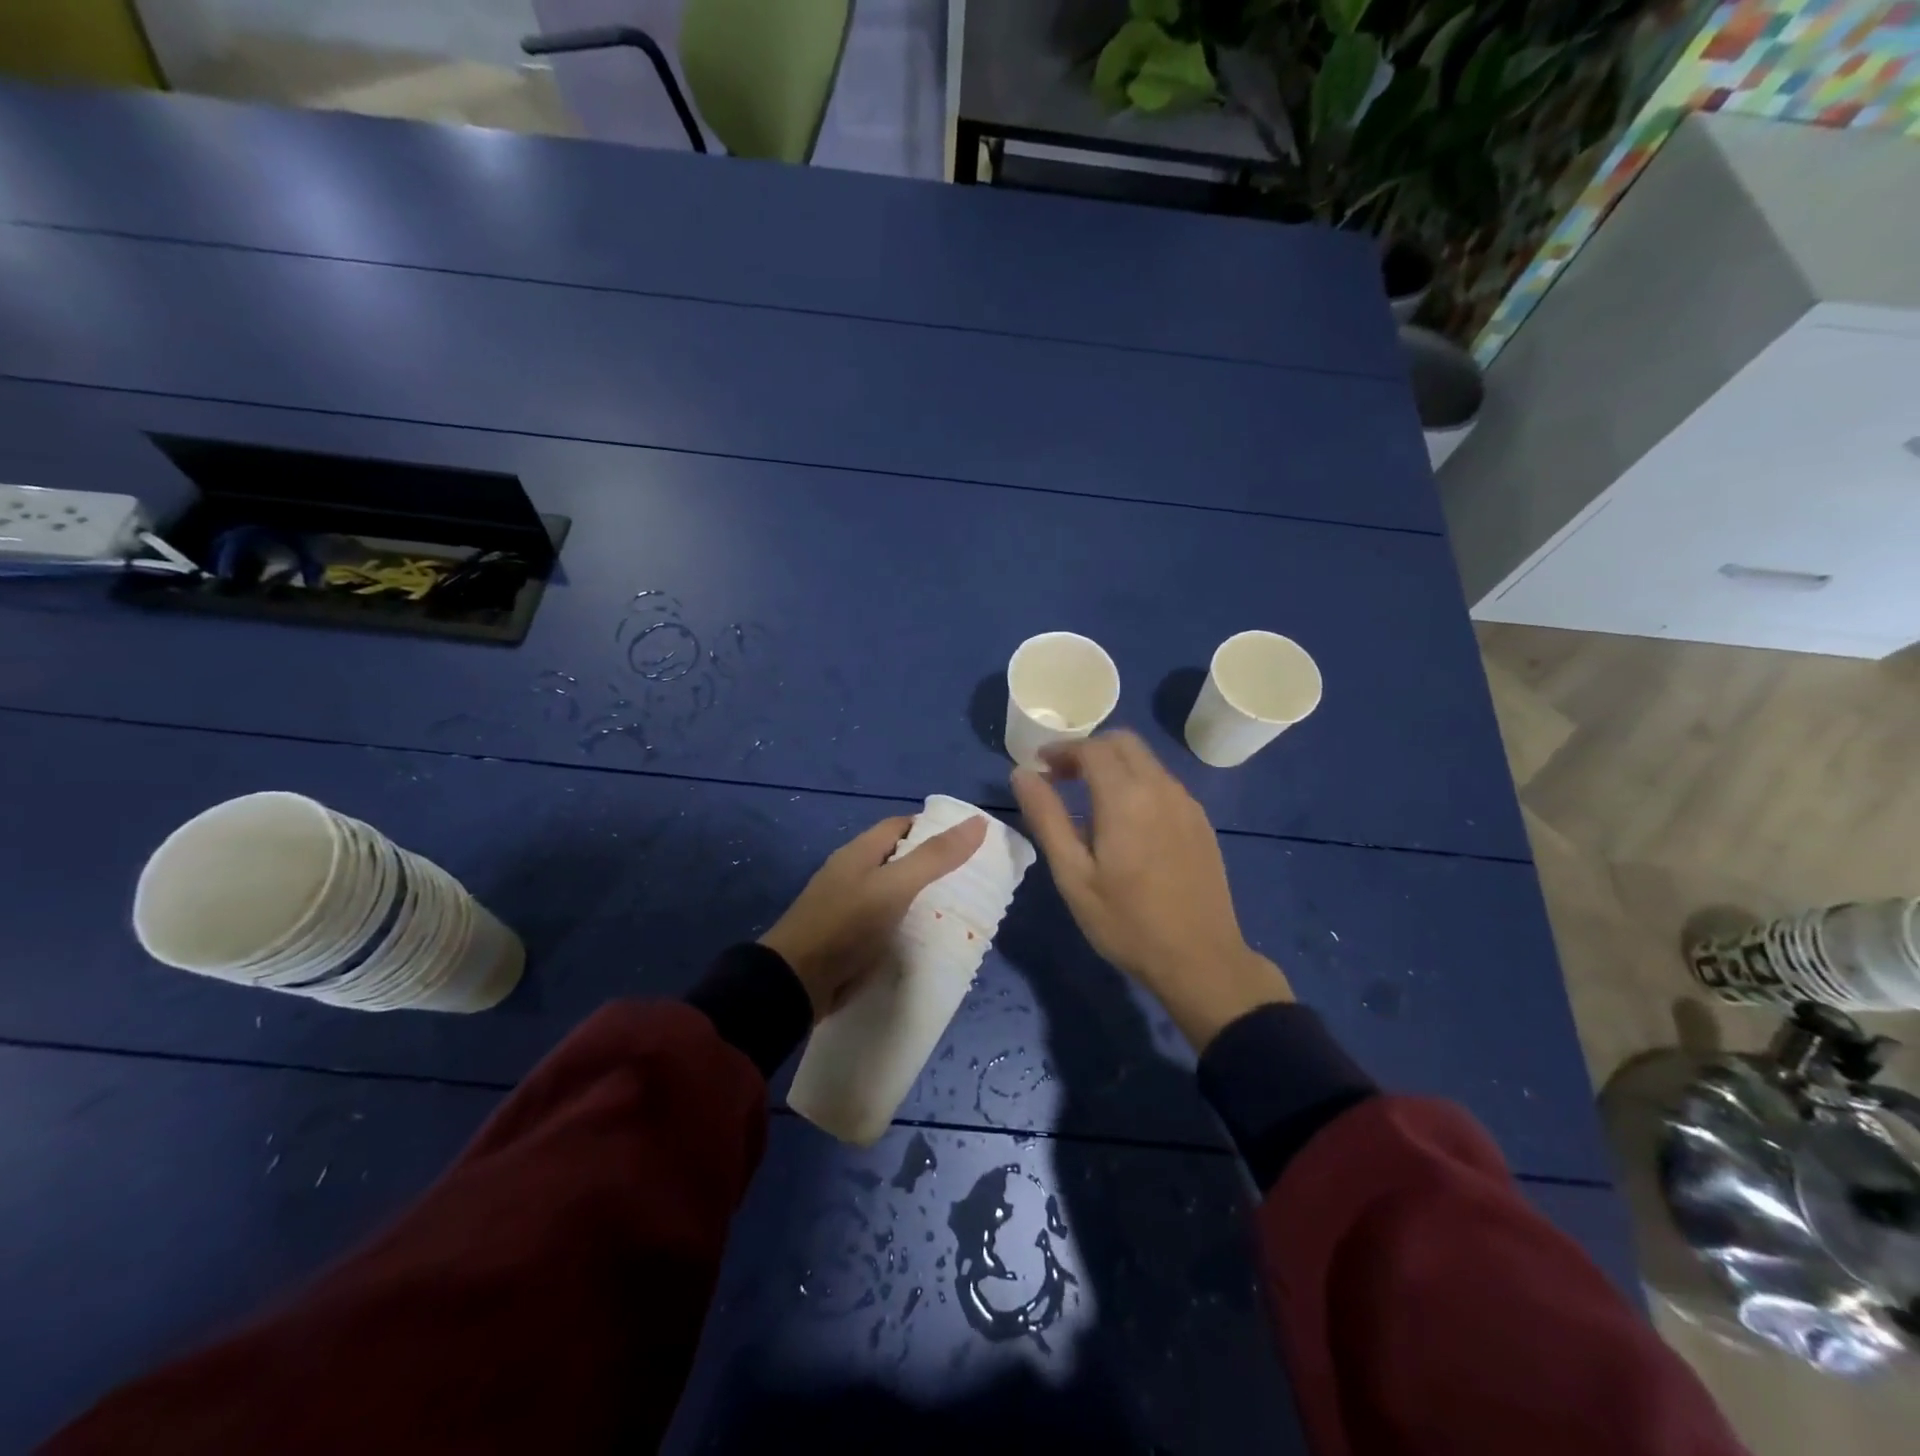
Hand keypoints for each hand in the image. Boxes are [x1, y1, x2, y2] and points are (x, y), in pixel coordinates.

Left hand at [760, 813, 988, 1018]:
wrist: (795, 982)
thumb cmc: (846, 925)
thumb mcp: (895, 886)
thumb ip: (935, 857)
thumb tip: (977, 822)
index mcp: (859, 852)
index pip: (900, 825)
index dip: (932, 827)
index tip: (967, 838)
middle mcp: (852, 873)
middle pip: (897, 857)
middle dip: (931, 863)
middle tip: (971, 875)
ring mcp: (848, 906)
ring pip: (892, 891)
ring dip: (921, 894)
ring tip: (960, 904)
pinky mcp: (848, 937)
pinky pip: (885, 920)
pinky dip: (907, 921)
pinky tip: (928, 934)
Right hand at [1010, 730, 1291, 1051]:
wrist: (1201, 960)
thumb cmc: (1126, 922)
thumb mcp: (1073, 875)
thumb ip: (1046, 817)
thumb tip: (1021, 773)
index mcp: (1126, 797)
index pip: (1091, 748)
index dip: (1061, 750)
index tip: (1039, 766)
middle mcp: (1161, 788)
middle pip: (1123, 742)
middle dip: (1088, 750)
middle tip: (1060, 777)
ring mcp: (1187, 804)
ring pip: (1146, 762)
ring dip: (1113, 766)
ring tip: (1087, 800)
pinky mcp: (1201, 822)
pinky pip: (1163, 784)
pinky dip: (1137, 784)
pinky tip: (1125, 822)